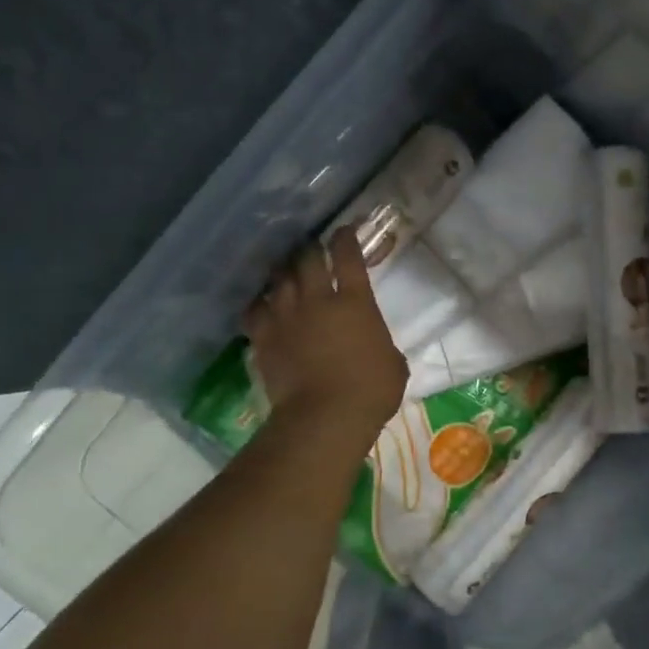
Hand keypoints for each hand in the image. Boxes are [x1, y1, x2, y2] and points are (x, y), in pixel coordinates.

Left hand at [242, 227, 407, 442]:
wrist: (325, 416)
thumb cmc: (371, 391)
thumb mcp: (393, 364)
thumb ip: (381, 344)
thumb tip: (375, 345)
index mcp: (355, 302)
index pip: (348, 257)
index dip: (345, 239)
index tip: (344, 232)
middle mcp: (317, 299)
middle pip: (307, 259)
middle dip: (310, 250)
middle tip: (312, 250)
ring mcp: (286, 316)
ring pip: (279, 279)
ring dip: (284, 272)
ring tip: (285, 272)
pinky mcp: (263, 337)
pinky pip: (254, 309)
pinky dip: (259, 304)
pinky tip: (262, 305)